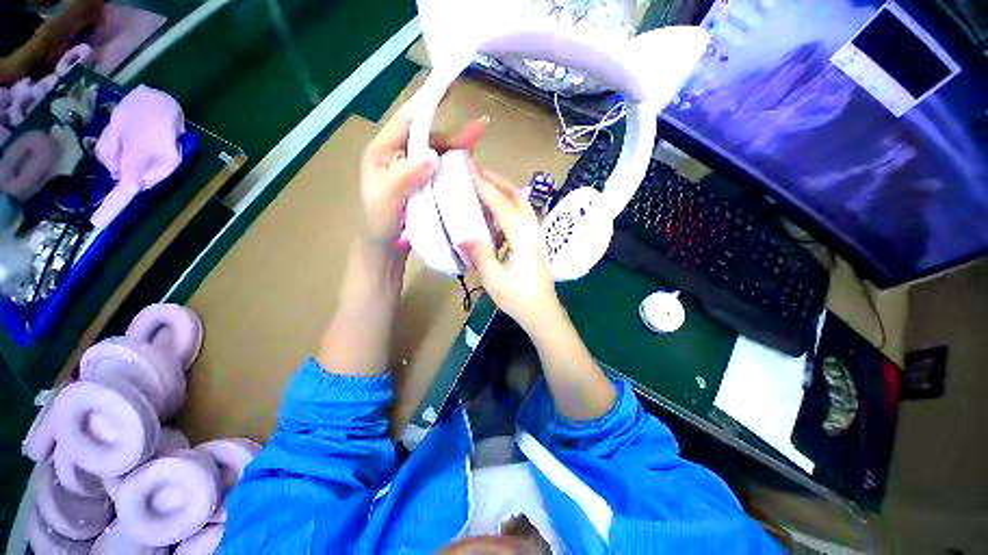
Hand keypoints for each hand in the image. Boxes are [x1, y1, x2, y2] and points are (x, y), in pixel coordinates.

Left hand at [359, 101, 486, 250]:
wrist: (384, 250)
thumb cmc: (379, 224)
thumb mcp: (386, 201)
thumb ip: (404, 177)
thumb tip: (432, 154)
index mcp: (382, 152)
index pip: (406, 121)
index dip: (427, 103)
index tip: (448, 85)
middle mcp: (398, 157)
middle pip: (427, 136)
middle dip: (453, 133)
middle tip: (480, 129)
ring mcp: (412, 171)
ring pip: (437, 153)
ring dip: (457, 149)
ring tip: (478, 145)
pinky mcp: (423, 185)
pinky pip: (441, 171)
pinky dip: (455, 167)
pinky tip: (469, 167)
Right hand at [461, 170, 562, 332]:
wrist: (544, 314)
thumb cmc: (520, 299)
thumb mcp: (495, 280)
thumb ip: (481, 254)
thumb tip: (463, 234)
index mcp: (523, 238)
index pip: (502, 205)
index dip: (486, 187)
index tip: (470, 170)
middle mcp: (532, 231)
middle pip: (518, 197)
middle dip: (499, 181)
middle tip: (478, 172)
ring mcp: (536, 237)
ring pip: (522, 205)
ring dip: (505, 192)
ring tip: (485, 187)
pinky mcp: (535, 244)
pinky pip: (522, 217)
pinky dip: (508, 207)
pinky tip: (495, 214)